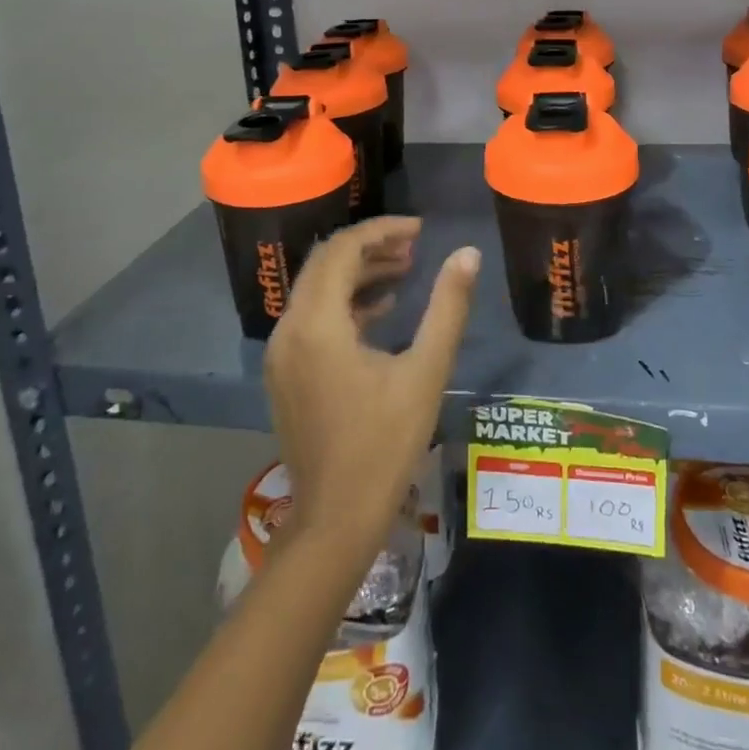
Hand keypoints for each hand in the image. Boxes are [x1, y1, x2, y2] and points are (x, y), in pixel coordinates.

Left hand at [265, 217, 480, 554]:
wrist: (336, 520)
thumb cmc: (385, 444)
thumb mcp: (426, 371)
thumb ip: (447, 306)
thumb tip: (467, 254)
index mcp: (317, 324)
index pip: (343, 250)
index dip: (382, 230)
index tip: (420, 229)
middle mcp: (289, 329)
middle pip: (325, 263)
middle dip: (370, 247)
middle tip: (414, 246)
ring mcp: (281, 353)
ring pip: (317, 289)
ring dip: (358, 273)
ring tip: (405, 270)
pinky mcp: (284, 373)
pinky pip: (312, 317)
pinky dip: (344, 303)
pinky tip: (382, 309)